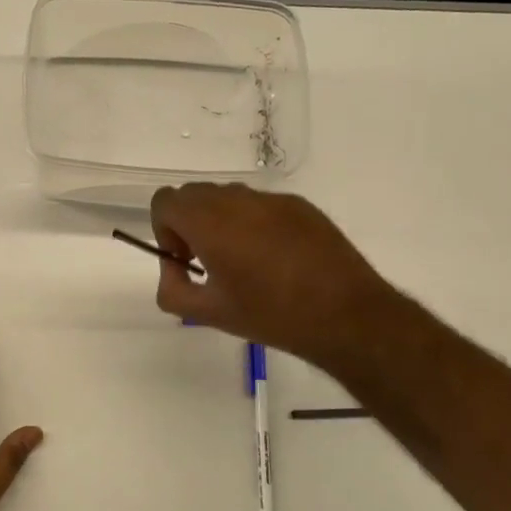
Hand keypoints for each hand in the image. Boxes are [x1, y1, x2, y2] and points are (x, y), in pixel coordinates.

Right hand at [149, 183, 389, 367]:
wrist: (346, 315)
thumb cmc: (271, 315)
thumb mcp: (209, 313)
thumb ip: (172, 289)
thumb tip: (173, 269)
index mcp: (209, 222)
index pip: (165, 201)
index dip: (164, 229)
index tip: (185, 259)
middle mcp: (237, 200)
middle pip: (193, 194)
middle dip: (190, 223)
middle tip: (208, 262)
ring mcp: (271, 199)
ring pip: (228, 197)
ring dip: (221, 221)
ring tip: (244, 261)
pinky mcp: (300, 205)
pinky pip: (261, 205)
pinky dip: (254, 223)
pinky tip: (277, 259)